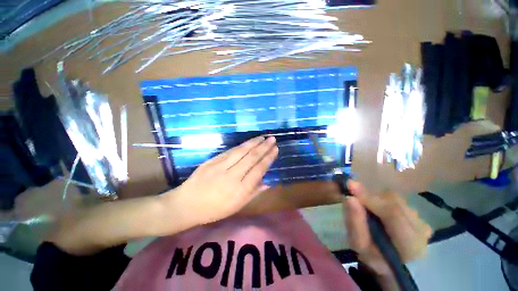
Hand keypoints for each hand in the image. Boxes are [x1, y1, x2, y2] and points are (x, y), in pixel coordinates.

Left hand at [174, 136, 277, 224]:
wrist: (186, 204)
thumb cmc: (213, 210)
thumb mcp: (236, 207)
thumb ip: (253, 193)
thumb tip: (267, 183)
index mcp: (240, 190)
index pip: (258, 170)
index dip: (268, 158)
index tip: (275, 149)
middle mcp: (233, 176)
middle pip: (251, 158)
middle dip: (264, 147)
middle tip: (272, 139)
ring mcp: (221, 166)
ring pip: (241, 151)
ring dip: (254, 142)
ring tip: (263, 137)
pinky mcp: (212, 161)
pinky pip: (230, 151)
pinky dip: (241, 145)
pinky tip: (248, 142)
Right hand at [343, 181, 431, 276]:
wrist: (391, 265)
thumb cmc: (374, 258)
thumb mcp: (360, 246)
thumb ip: (355, 223)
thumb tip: (349, 198)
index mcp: (410, 244)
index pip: (392, 213)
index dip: (370, 197)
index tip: (349, 186)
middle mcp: (421, 229)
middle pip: (394, 201)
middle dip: (371, 197)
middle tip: (354, 197)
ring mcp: (422, 221)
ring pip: (394, 198)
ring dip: (376, 199)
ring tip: (366, 209)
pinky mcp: (417, 215)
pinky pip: (396, 200)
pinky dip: (382, 201)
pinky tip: (377, 211)